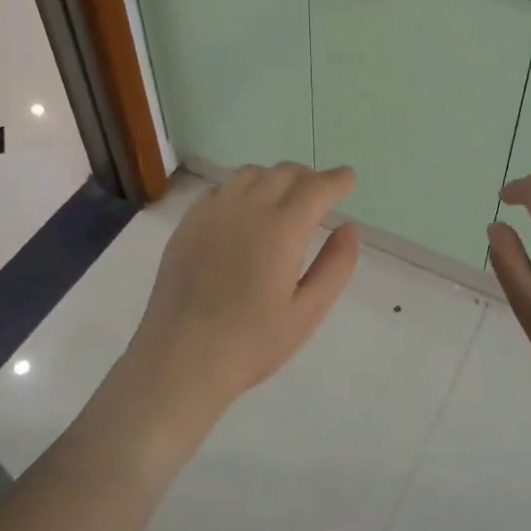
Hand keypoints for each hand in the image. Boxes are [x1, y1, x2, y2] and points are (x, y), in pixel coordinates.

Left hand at [118, 163, 360, 428]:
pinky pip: (221, 189)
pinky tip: (243, 214)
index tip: (348, 179)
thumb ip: (335, 265)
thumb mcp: (308, 312)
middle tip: (319, 196)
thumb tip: (350, 228)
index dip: (337, 180)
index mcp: (283, 228)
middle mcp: (248, 207)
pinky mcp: (187, 223)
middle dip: (308, 178)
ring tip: (282, 201)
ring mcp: (212, 211)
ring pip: (251, 174)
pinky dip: (242, 190)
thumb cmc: (252, 341)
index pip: (317, 187)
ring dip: (274, 179)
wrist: (180, 357)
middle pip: (285, 172)